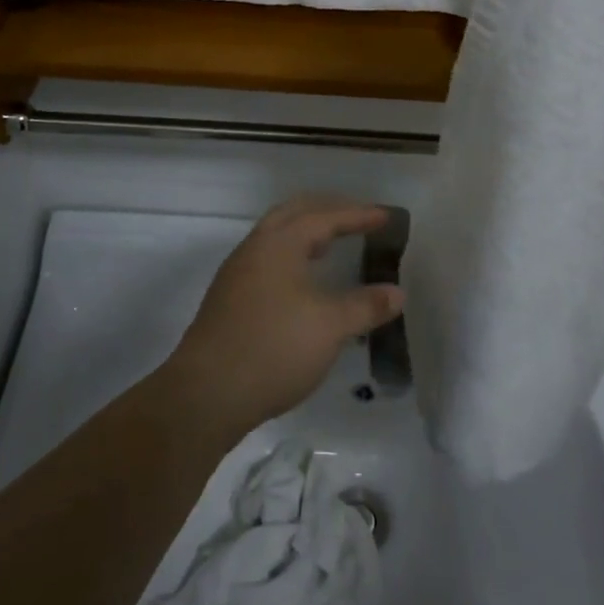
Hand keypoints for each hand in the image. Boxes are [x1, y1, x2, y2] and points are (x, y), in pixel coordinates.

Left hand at [159, 197, 403, 438]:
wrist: (206, 393)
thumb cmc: (274, 348)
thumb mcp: (330, 327)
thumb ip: (366, 306)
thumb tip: (398, 292)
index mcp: (280, 242)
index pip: (324, 216)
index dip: (357, 215)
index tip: (385, 216)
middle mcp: (255, 247)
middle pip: (294, 213)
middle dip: (327, 210)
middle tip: (357, 217)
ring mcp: (238, 272)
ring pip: (276, 235)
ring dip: (306, 232)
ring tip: (332, 244)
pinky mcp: (229, 298)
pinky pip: (267, 259)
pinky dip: (292, 255)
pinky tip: (303, 281)